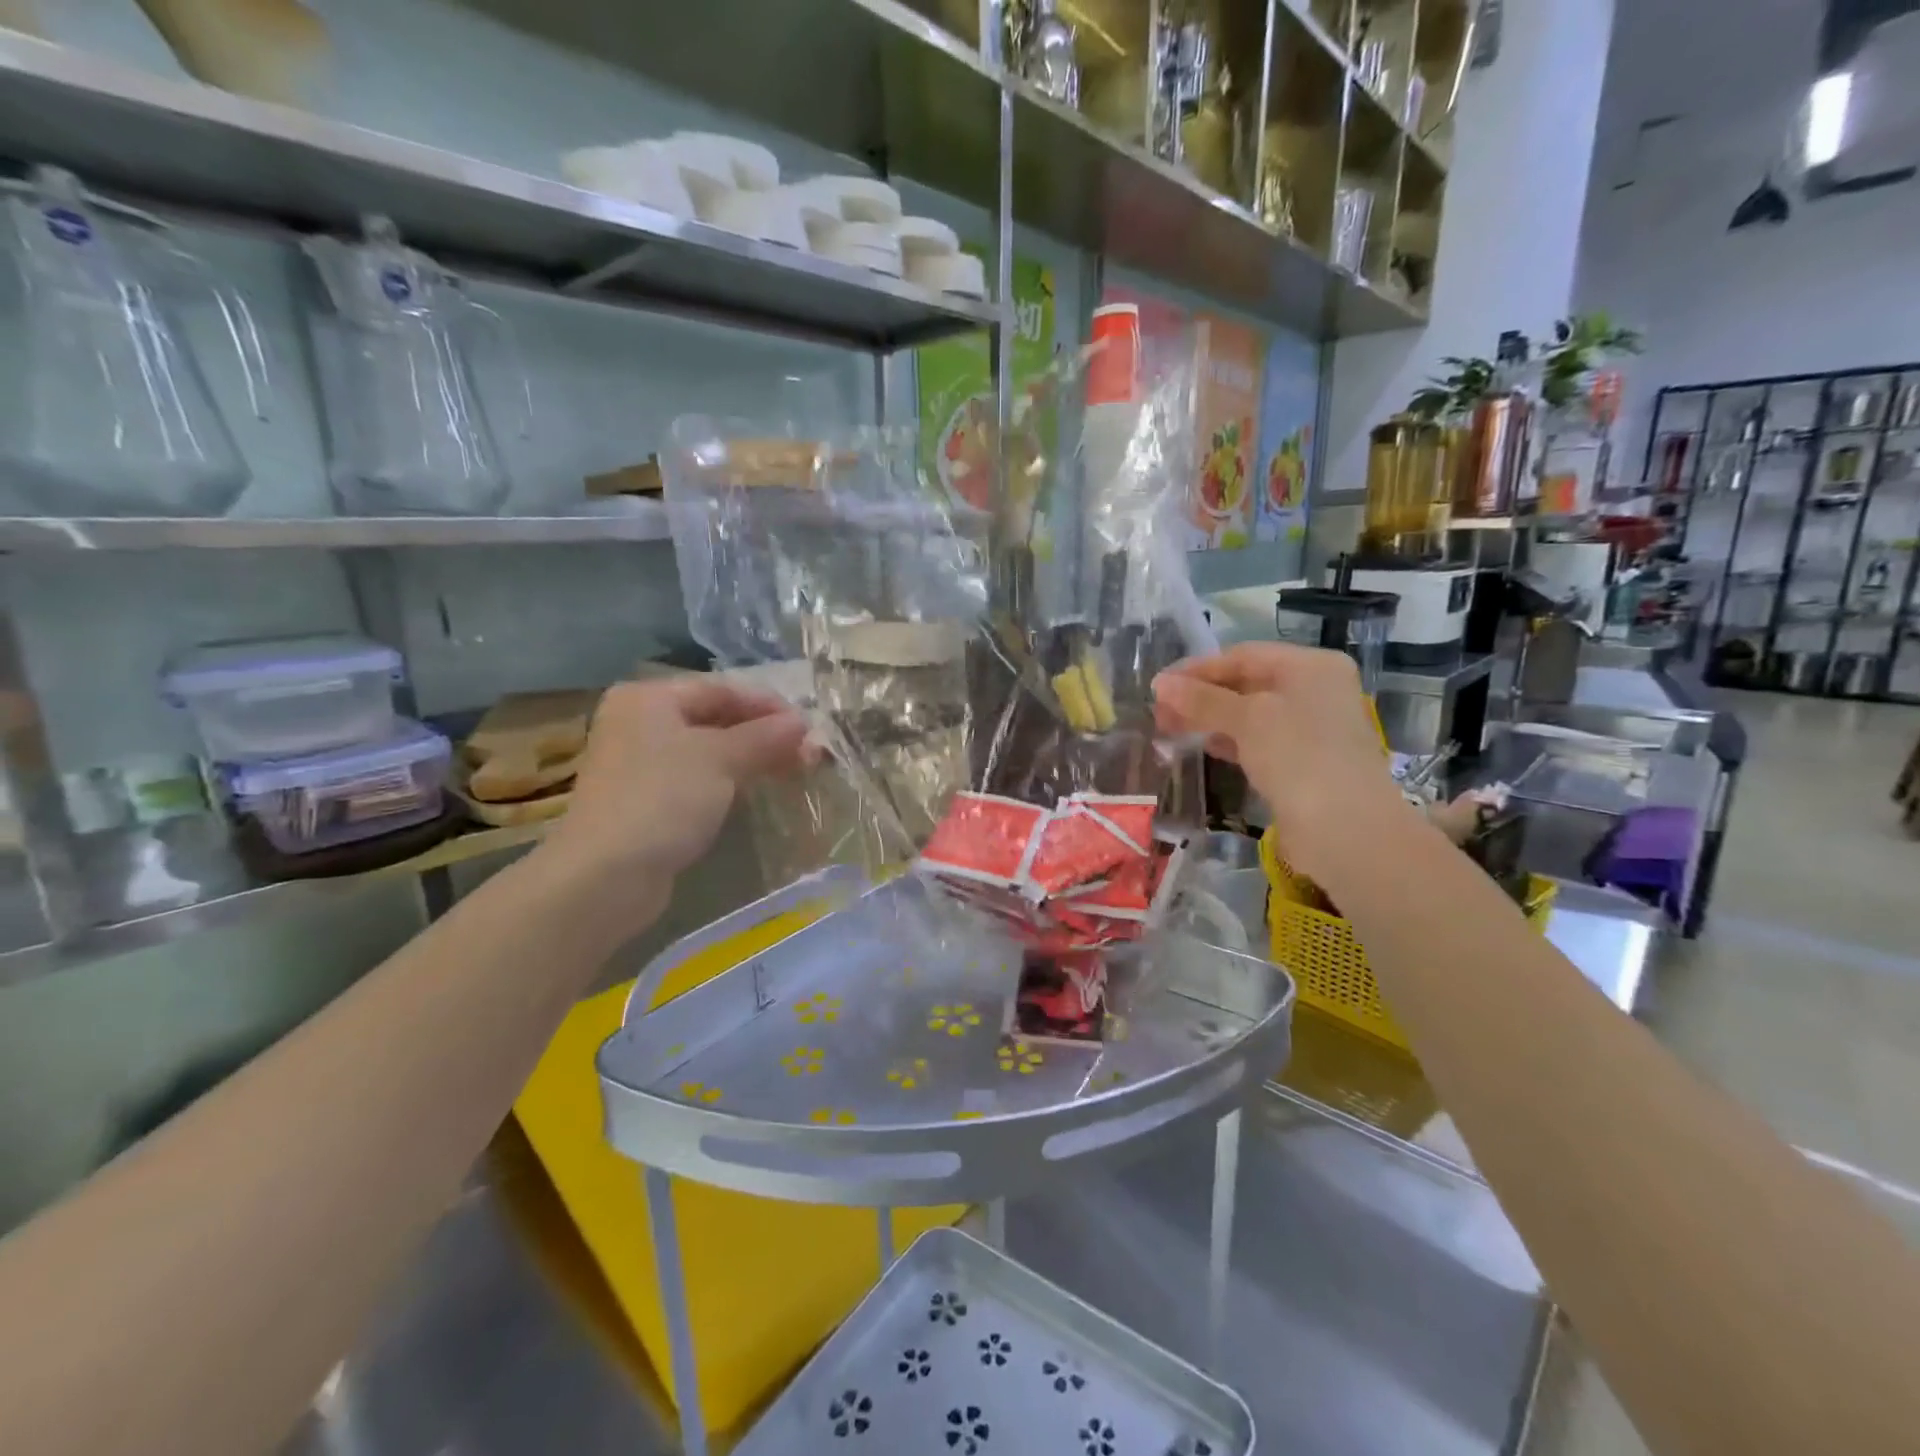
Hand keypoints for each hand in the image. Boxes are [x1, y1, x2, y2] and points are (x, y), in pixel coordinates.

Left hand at [535, 677, 813, 928]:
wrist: (606, 875)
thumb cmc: (664, 799)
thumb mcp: (722, 758)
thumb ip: (766, 736)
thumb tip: (803, 722)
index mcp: (649, 698)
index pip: (721, 689)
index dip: (768, 705)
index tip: (808, 726)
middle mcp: (640, 723)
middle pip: (715, 718)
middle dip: (763, 734)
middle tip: (807, 753)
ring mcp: (640, 764)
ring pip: (708, 751)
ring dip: (751, 758)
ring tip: (793, 770)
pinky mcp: (646, 801)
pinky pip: (697, 779)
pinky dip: (729, 781)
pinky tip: (755, 791)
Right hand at [1152, 643, 1407, 877]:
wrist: (1345, 829)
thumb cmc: (1298, 756)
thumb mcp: (1247, 719)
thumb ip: (1202, 699)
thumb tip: (1160, 684)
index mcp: (1311, 666)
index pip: (1242, 656)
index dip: (1197, 669)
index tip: (1157, 688)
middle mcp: (1315, 690)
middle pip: (1246, 682)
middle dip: (1201, 696)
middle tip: (1160, 713)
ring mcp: (1312, 728)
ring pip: (1250, 714)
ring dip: (1211, 719)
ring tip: (1172, 730)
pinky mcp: (1304, 762)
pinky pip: (1259, 741)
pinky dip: (1231, 741)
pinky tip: (1206, 747)